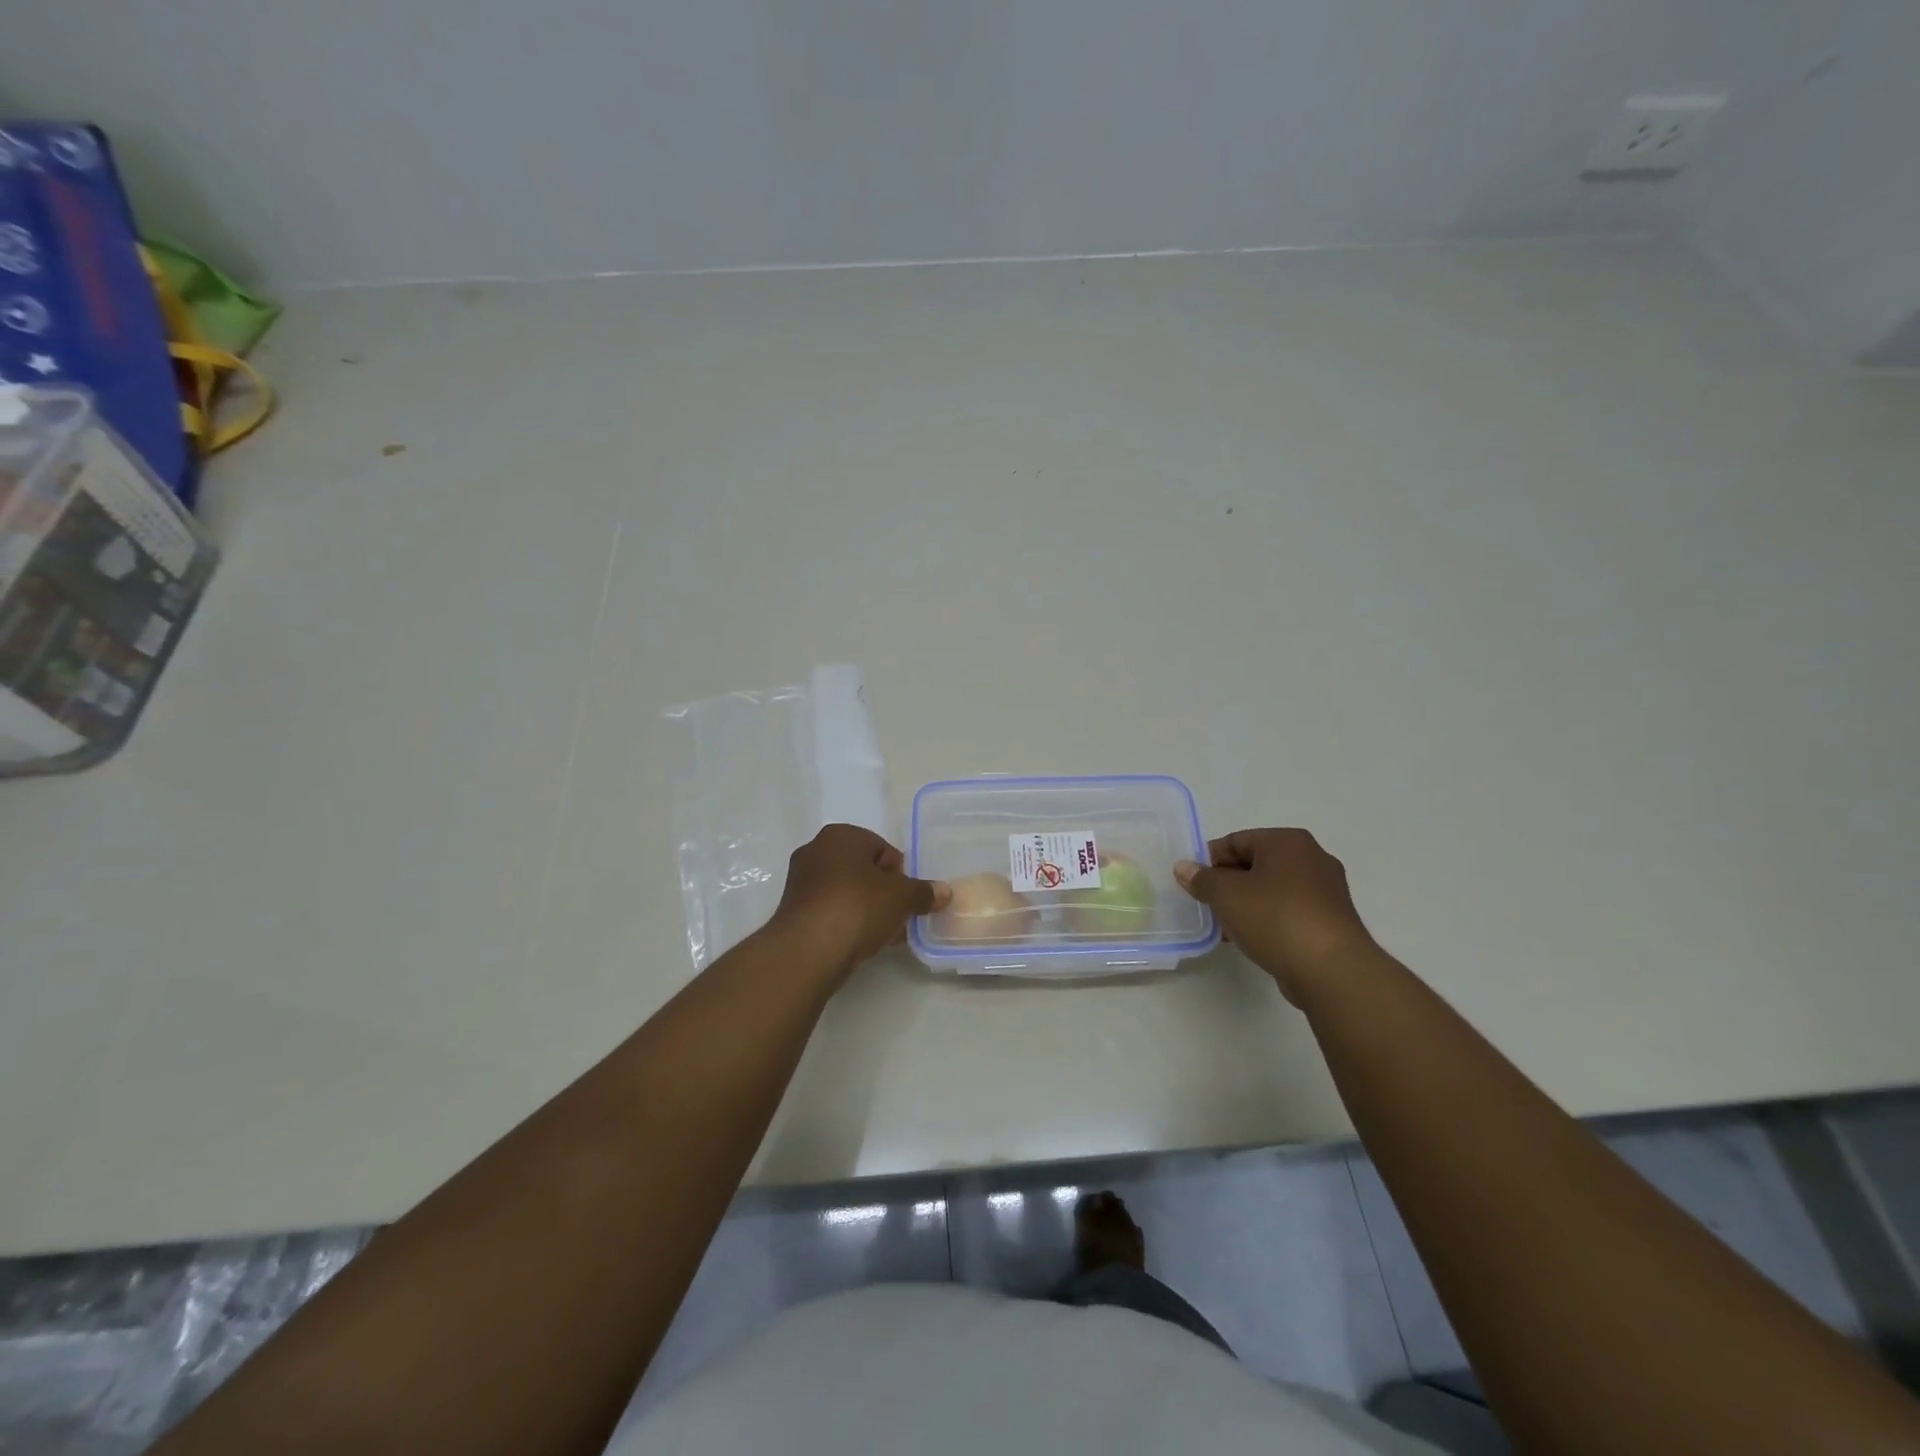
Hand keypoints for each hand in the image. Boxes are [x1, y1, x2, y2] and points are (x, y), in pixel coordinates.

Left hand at [765, 824, 950, 985]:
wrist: (807, 952)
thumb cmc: (857, 907)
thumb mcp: (902, 897)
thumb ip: (924, 892)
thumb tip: (945, 892)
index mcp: (840, 835)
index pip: (882, 849)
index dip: (900, 874)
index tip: (908, 898)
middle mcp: (816, 851)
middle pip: (864, 871)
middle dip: (884, 893)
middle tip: (899, 917)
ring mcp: (801, 883)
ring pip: (847, 894)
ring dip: (868, 911)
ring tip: (884, 935)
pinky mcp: (794, 913)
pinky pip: (832, 913)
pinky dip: (848, 924)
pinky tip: (863, 944)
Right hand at [1174, 828, 1376, 1004]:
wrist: (1331, 970)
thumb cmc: (1275, 917)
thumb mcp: (1226, 894)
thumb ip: (1201, 878)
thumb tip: (1184, 868)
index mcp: (1288, 842)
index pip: (1237, 841)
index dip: (1209, 860)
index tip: (1191, 882)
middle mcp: (1312, 859)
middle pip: (1255, 864)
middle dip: (1227, 883)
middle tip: (1205, 904)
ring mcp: (1326, 892)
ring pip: (1272, 890)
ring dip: (1245, 904)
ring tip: (1223, 926)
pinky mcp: (1331, 922)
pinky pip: (1288, 912)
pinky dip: (1267, 920)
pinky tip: (1249, 939)